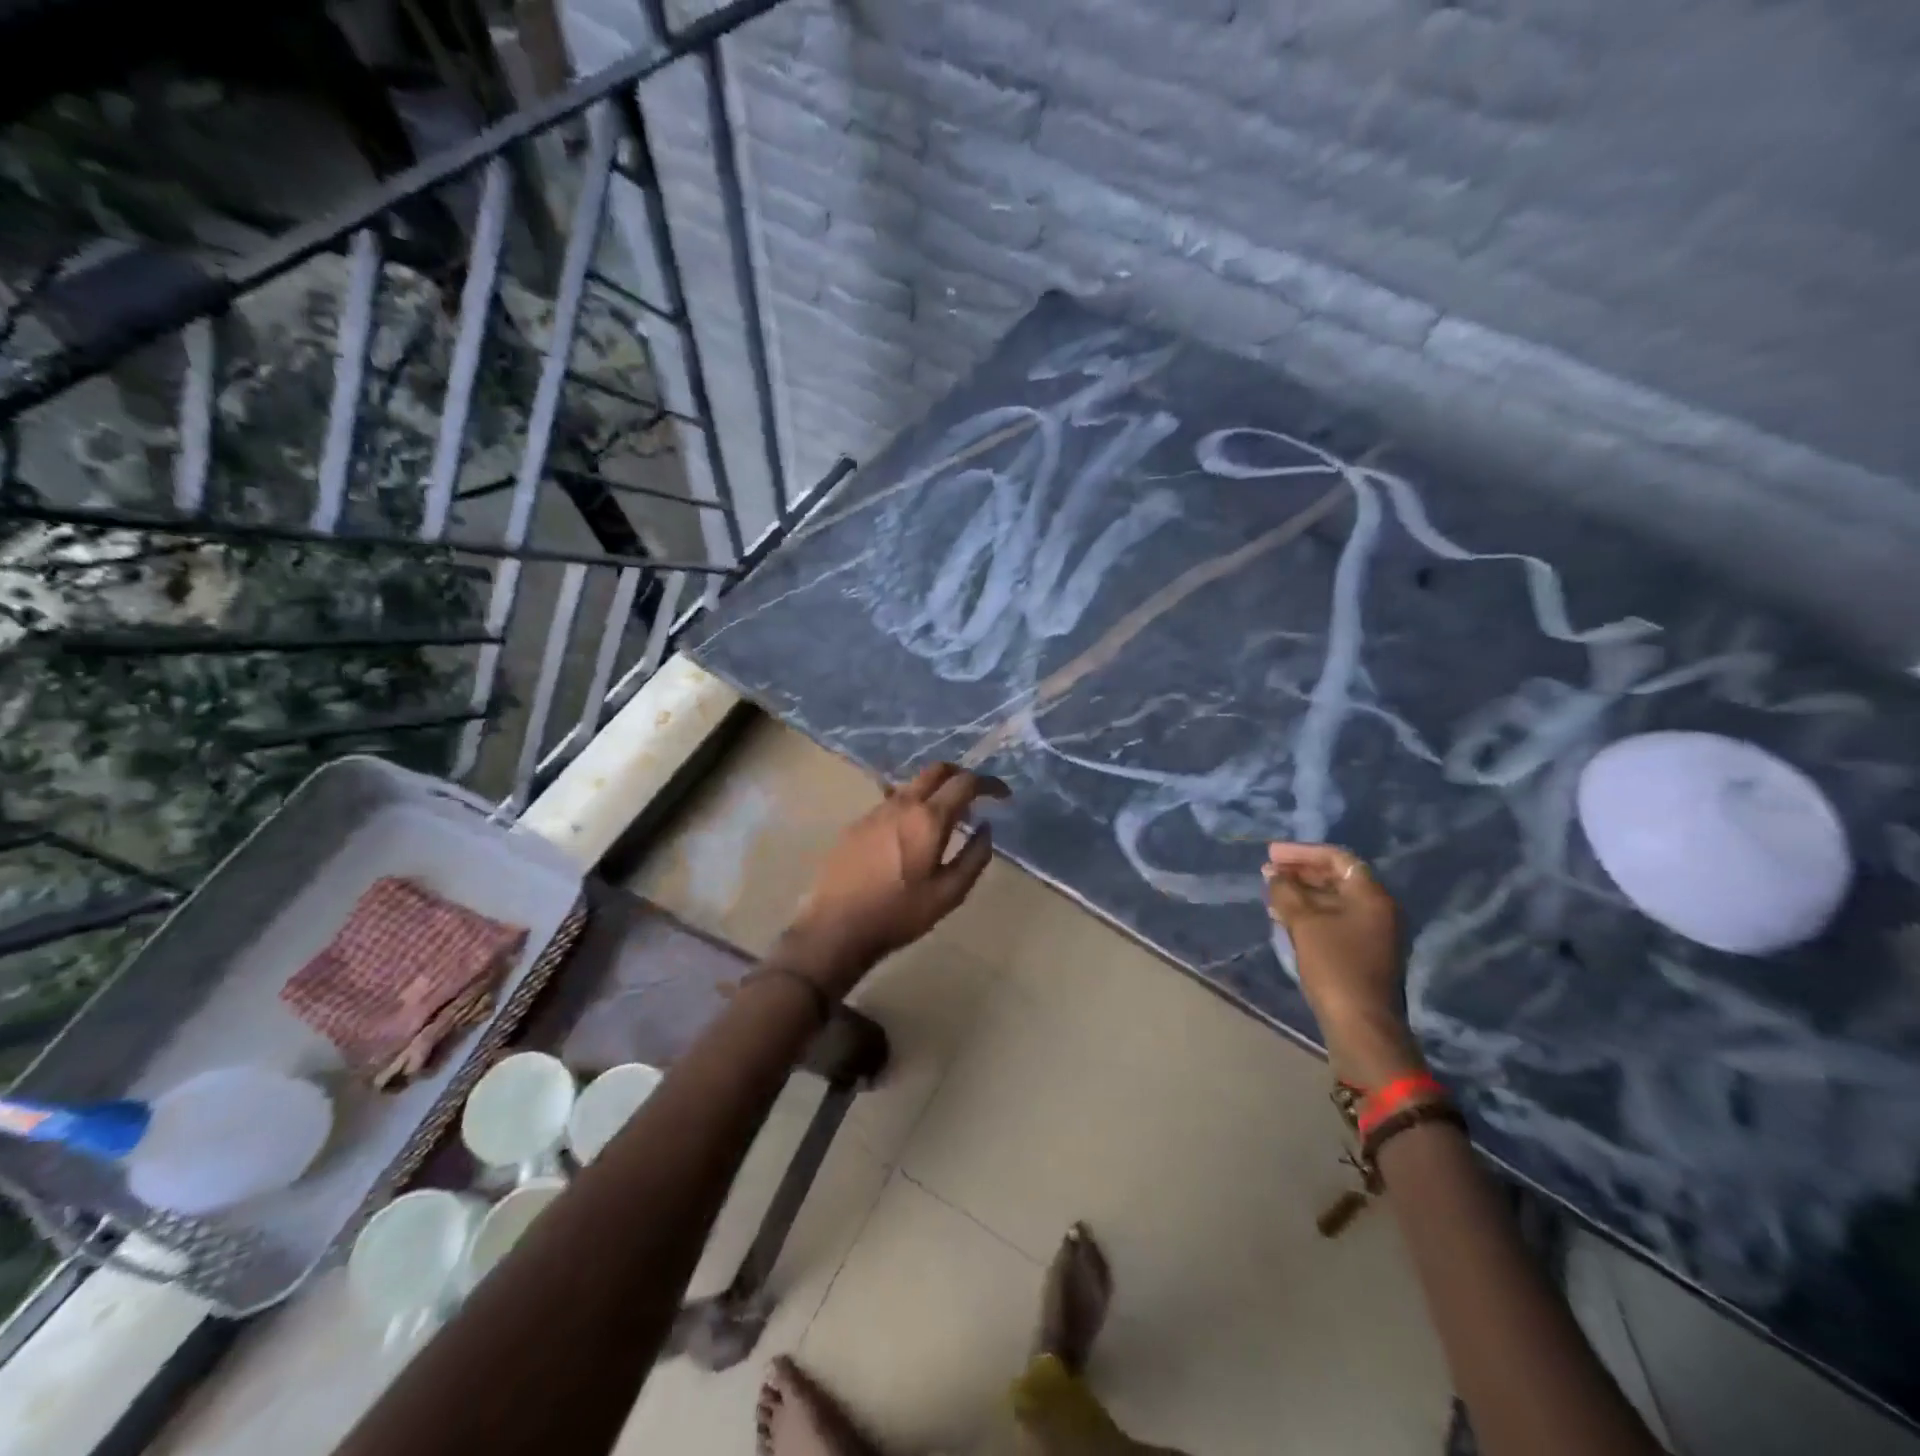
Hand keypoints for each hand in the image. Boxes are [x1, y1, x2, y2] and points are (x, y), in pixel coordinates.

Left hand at [779, 764, 1009, 994]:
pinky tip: (911, 834)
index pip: (965, 782)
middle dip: (960, 774)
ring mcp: (876, 811)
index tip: (1002, 795)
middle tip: (975, 794)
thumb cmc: (899, 914)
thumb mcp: (949, 894)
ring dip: (934, 791)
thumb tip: (986, 828)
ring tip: (945, 818)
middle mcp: (902, 804)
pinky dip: (912, 806)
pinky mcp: (858, 824)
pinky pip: (892, 802)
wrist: (837, 926)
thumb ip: (974, 857)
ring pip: (912, 785)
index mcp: (928, 818)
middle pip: (936, 770)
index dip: (989, 783)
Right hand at [1264, 842, 1424, 1087]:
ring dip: (1301, 893)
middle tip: (1267, 872)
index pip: (1337, 858)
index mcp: (1371, 896)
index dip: (1302, 852)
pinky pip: (1333, 920)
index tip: (1271, 854)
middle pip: (1336, 878)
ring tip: (1270, 894)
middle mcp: (1377, 910)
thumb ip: (1287, 892)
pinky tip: (1284, 918)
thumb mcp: (1304, 923)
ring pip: (1333, 901)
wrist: (1361, 1026)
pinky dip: (1309, 913)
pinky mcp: (1362, 953)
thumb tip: (1274, 874)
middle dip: (1300, 872)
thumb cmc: (1335, 967)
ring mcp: (1372, 933)